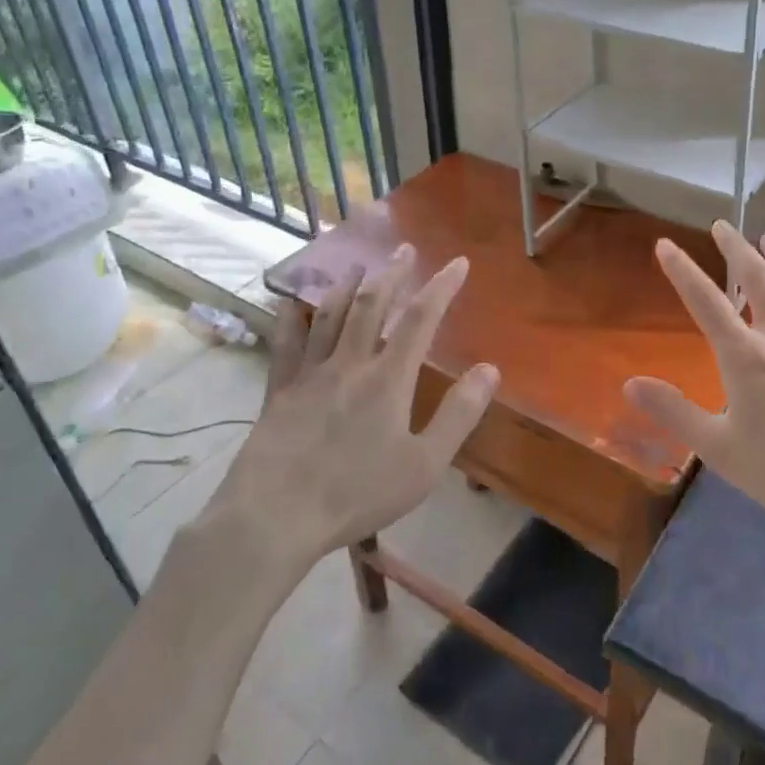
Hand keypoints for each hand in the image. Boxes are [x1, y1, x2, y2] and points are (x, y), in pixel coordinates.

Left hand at [196, 245, 499, 567]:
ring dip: (348, 285)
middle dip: (393, 274)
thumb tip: (489, 370)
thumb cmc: (357, 494)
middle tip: (405, 249)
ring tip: (359, 264)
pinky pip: (286, 344)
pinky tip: (291, 303)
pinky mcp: (279, 391)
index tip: (458, 262)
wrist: (275, 515)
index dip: (441, 287)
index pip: (421, 319)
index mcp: (388, 379)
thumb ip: (458, 415)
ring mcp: (310, 374)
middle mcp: (349, 363)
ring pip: (331, 316)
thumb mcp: (423, 464)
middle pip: (373, 305)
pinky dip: (291, 318)